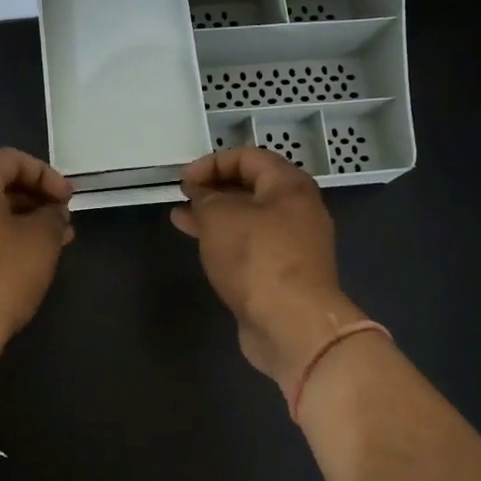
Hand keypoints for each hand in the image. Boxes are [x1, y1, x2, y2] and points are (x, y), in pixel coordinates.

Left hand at [0, 148, 72, 365]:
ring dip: (14, 221)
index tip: (68, 201)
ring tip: (45, 245)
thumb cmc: (0, 276)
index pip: (10, 160)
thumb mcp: (42, 240)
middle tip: (60, 223)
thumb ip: (52, 216)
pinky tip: (16, 262)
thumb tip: (52, 214)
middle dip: (31, 200)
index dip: (46, 175)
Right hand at [171, 147, 368, 384]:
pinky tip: (203, 248)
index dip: (212, 162)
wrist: (292, 323)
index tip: (183, 180)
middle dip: (214, 188)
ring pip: (250, 219)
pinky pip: (252, 246)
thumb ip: (205, 199)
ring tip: (182, 219)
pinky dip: (227, 241)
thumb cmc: (257, 258)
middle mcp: (298, 210)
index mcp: (290, 185)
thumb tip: (201, 196)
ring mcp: (294, 244)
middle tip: (183, 196)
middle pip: (252, 187)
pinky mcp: (285, 273)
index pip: (249, 157)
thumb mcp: (220, 217)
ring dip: (216, 216)